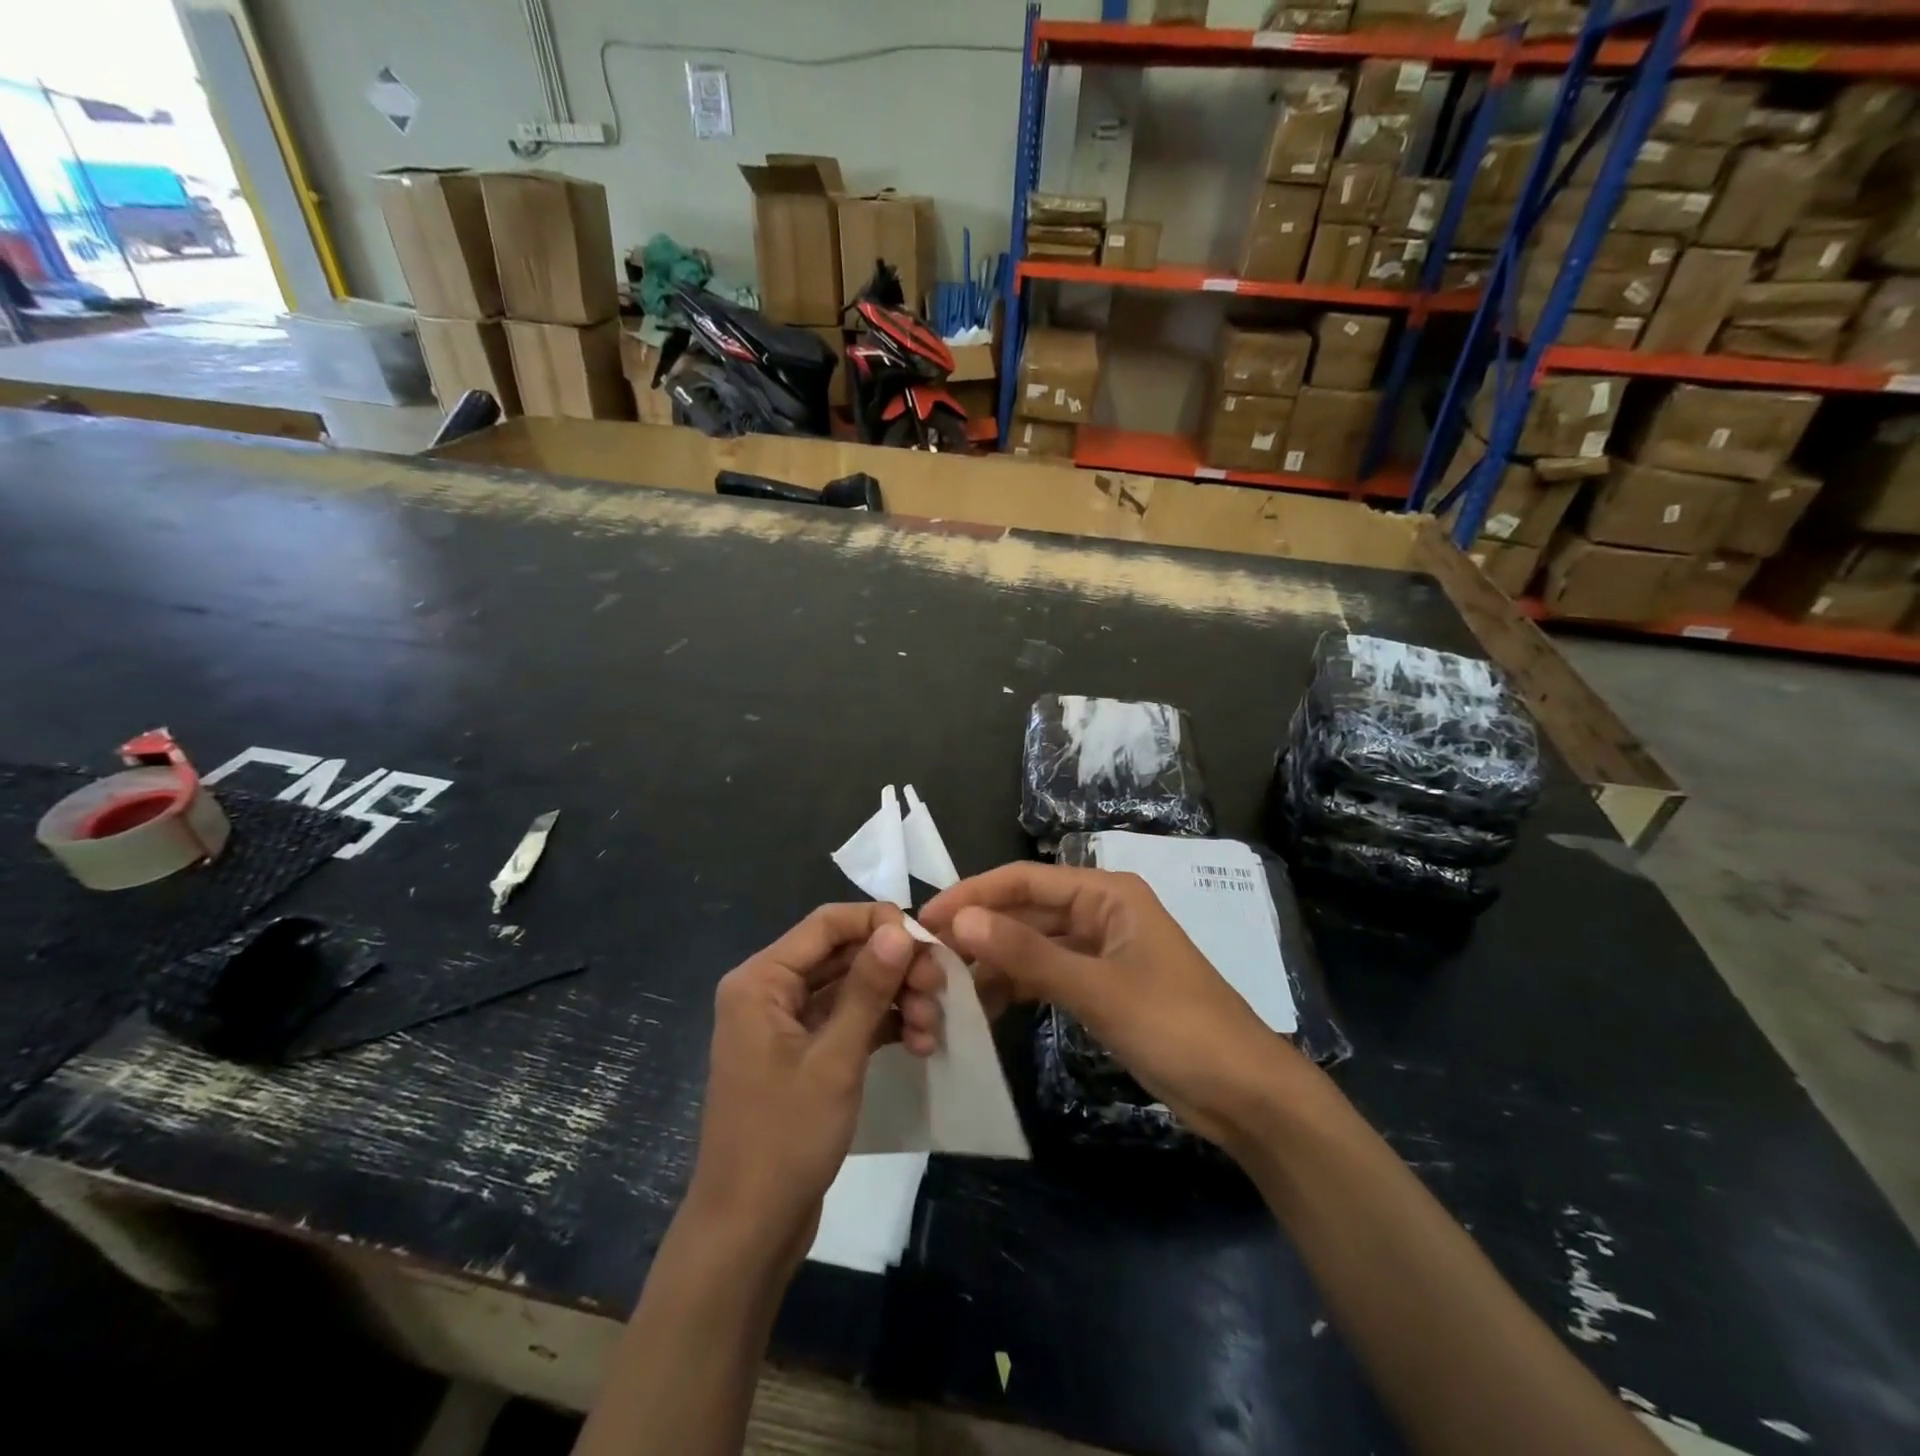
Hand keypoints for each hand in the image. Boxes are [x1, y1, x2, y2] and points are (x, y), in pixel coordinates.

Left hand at [687, 903, 944, 1268]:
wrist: (748, 1232)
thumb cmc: (784, 1138)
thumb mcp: (835, 1059)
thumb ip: (867, 988)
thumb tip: (899, 929)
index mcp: (761, 980)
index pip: (826, 924)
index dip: (879, 923)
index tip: (927, 942)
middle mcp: (771, 991)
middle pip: (843, 955)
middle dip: (894, 968)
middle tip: (939, 989)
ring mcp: (788, 1024)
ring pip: (852, 988)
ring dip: (895, 1000)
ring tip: (933, 1028)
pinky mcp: (806, 1054)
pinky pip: (849, 1021)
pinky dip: (883, 1026)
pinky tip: (920, 1044)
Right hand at [920, 863, 1299, 1149]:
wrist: (1244, 1095)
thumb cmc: (1176, 1026)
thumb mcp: (1097, 988)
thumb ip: (1027, 954)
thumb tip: (960, 919)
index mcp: (1107, 894)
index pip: (1024, 880)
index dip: (972, 895)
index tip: (925, 919)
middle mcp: (1101, 912)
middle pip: (1026, 912)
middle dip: (980, 932)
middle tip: (927, 960)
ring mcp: (1102, 952)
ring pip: (1034, 946)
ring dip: (995, 963)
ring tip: (947, 988)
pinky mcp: (1102, 987)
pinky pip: (1048, 976)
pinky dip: (1018, 988)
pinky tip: (985, 1009)